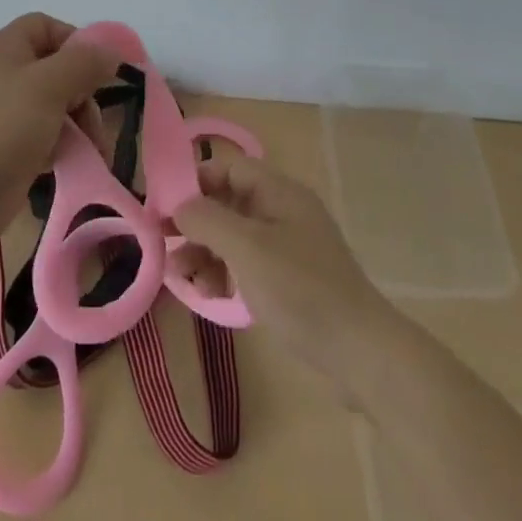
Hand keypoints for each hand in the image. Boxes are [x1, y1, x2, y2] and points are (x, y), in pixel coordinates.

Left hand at [0, 12, 121, 256]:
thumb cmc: (1, 128)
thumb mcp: (48, 86)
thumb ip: (84, 63)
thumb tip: (111, 51)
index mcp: (6, 49)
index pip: (46, 27)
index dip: (76, 42)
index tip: (99, 71)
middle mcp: (5, 75)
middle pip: (57, 69)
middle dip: (84, 93)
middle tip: (95, 121)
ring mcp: (5, 114)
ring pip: (56, 106)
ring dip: (80, 124)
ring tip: (93, 150)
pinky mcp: (9, 148)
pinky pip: (46, 136)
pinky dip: (63, 147)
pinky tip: (72, 164)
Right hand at [171, 151, 399, 398]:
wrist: (359, 351)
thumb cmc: (300, 288)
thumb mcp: (247, 248)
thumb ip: (207, 220)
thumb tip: (179, 206)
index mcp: (279, 192)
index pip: (229, 168)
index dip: (195, 181)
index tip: (164, 206)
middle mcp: (282, 212)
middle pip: (228, 203)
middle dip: (195, 222)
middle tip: (162, 243)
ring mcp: (286, 247)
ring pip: (233, 237)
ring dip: (204, 252)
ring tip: (180, 276)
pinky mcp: (288, 280)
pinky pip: (246, 264)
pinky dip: (224, 273)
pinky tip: (207, 294)